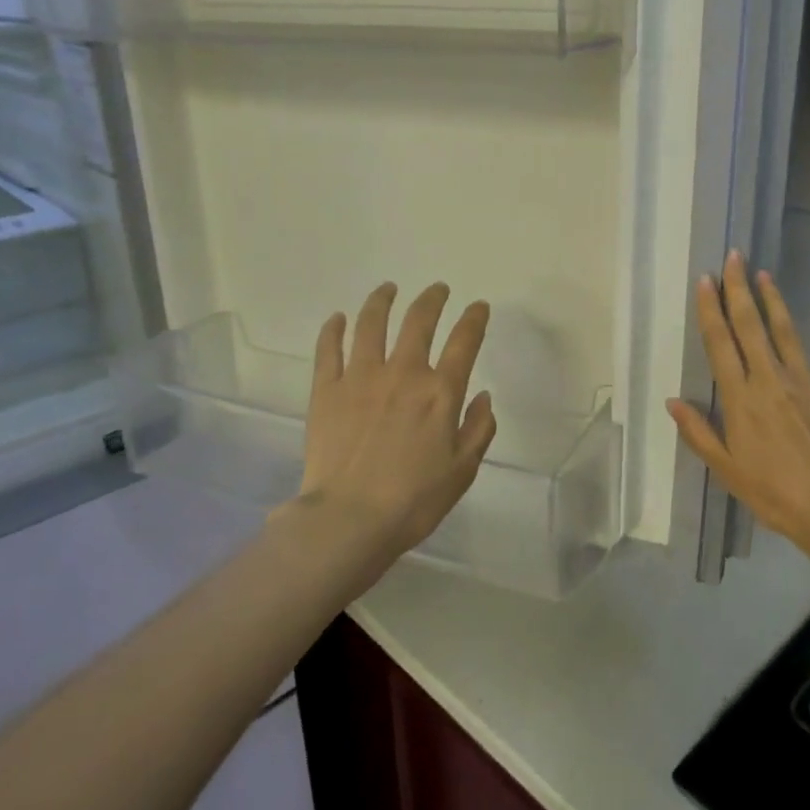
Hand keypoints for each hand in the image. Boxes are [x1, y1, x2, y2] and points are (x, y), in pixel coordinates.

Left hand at [295, 281, 496, 565]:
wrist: (349, 520)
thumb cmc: (413, 501)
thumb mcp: (462, 470)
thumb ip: (479, 429)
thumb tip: (483, 395)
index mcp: (440, 392)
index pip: (464, 341)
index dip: (474, 318)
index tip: (478, 306)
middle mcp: (403, 373)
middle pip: (418, 320)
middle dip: (432, 299)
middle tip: (437, 289)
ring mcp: (360, 377)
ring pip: (371, 324)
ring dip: (382, 300)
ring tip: (388, 289)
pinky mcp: (326, 390)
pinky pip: (329, 349)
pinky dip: (333, 329)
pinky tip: (337, 318)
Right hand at [667, 252, 809, 573]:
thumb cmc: (774, 492)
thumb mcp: (726, 469)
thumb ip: (698, 432)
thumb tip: (672, 401)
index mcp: (740, 397)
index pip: (720, 343)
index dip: (710, 309)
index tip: (705, 280)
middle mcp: (770, 378)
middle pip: (751, 326)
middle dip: (739, 289)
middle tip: (733, 257)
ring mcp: (806, 380)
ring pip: (787, 330)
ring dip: (774, 300)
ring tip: (764, 273)